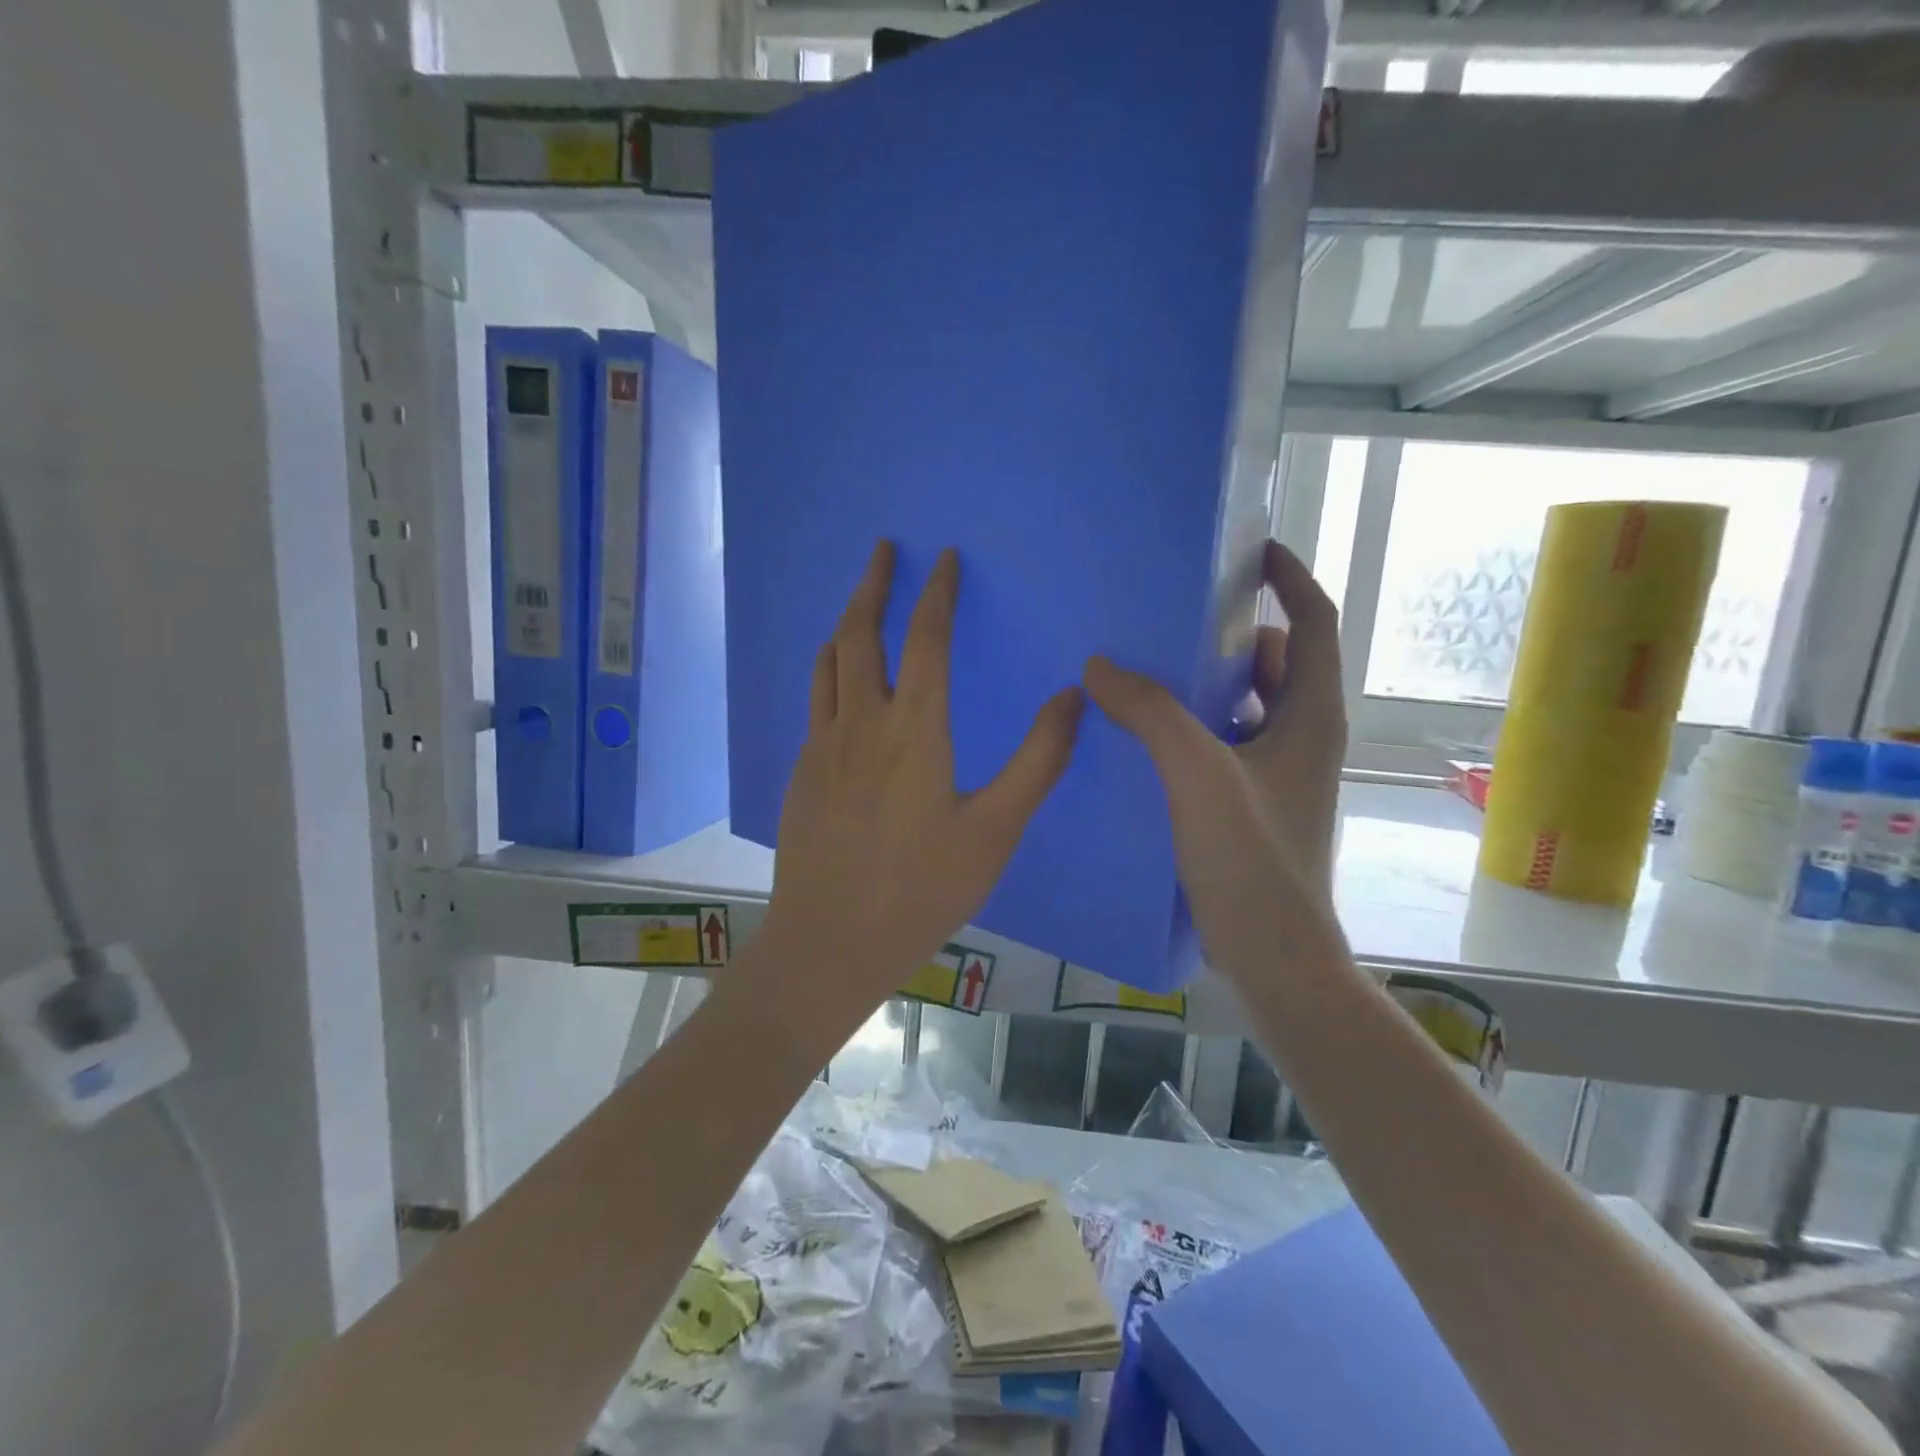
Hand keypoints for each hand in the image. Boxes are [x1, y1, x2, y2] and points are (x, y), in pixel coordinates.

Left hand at [765, 541, 1084, 1015]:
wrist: (831, 939)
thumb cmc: (922, 888)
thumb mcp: (995, 830)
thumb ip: (1038, 761)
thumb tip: (1072, 696)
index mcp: (914, 728)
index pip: (925, 638)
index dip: (935, 593)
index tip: (942, 557)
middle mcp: (861, 722)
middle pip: (860, 633)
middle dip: (873, 585)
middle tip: (883, 550)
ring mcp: (823, 746)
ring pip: (828, 663)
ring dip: (845, 624)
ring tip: (858, 605)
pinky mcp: (803, 772)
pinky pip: (816, 700)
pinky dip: (830, 670)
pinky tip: (839, 684)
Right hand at [1083, 541, 1346, 979]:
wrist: (1274, 956)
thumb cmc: (1252, 861)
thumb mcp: (1198, 776)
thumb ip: (1152, 714)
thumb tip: (1101, 665)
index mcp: (1311, 717)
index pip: (1314, 624)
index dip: (1289, 579)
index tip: (1251, 550)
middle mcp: (1303, 737)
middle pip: (1277, 663)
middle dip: (1234, 633)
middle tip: (1175, 614)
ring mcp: (1279, 773)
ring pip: (1247, 706)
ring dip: (1207, 684)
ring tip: (1148, 669)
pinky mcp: (1252, 803)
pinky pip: (1224, 743)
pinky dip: (1193, 727)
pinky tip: (1144, 735)